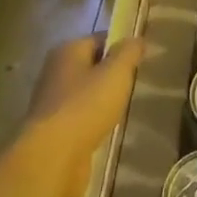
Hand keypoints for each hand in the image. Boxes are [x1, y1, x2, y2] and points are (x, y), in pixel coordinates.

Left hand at [18, 36, 145, 196]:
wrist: (52, 158)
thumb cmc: (86, 105)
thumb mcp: (116, 72)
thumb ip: (129, 52)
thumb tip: (136, 39)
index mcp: (67, 51)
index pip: (100, 39)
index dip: (122, 46)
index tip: (143, 59)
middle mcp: (55, 72)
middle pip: (92, 66)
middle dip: (114, 74)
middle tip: (138, 83)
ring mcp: (52, 103)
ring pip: (87, 93)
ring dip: (105, 100)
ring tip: (129, 106)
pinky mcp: (54, 131)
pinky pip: (82, 117)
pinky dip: (96, 121)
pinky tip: (111, 128)